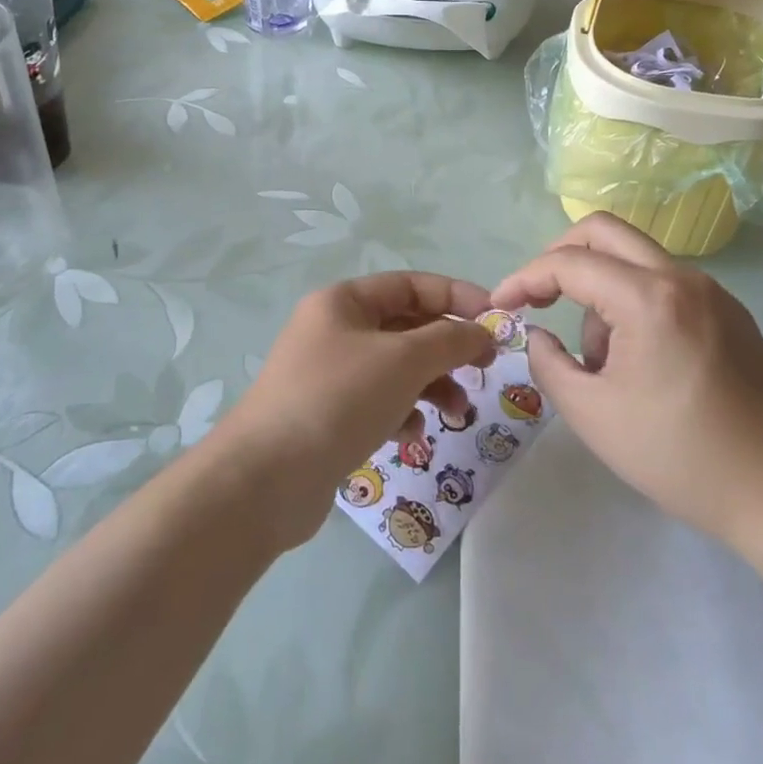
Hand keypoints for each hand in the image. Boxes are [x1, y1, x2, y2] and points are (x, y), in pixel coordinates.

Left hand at [216, 273, 496, 549]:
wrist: (267, 479)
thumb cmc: (339, 399)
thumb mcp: (403, 360)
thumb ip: (450, 340)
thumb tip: (482, 331)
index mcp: (344, 302)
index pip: (411, 285)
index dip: (456, 297)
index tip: (495, 320)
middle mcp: (334, 330)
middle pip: (405, 327)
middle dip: (447, 348)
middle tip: (485, 369)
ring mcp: (328, 375)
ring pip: (395, 369)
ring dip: (431, 385)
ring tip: (455, 413)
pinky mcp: (328, 416)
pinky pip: (378, 402)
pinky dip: (401, 413)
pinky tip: (409, 435)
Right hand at [492, 214, 762, 541]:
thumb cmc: (678, 456)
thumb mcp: (592, 415)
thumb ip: (548, 364)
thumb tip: (540, 335)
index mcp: (648, 298)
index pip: (569, 263)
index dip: (525, 278)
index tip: (502, 305)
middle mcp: (682, 278)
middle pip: (604, 231)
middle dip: (560, 256)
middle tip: (539, 297)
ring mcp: (712, 291)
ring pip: (634, 258)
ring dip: (600, 288)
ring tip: (602, 361)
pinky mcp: (729, 311)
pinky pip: (664, 283)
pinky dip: (633, 301)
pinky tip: (639, 359)